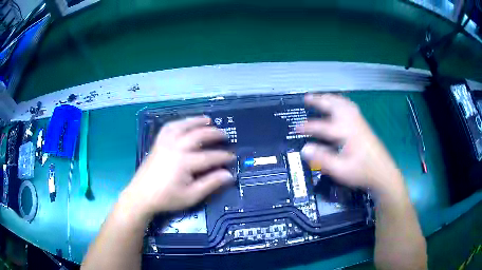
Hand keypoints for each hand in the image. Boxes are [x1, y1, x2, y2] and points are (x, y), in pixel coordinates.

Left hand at [123, 116, 234, 218]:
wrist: (141, 195)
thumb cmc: (167, 198)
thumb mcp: (191, 195)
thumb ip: (210, 183)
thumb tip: (229, 175)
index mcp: (185, 162)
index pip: (210, 156)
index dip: (223, 156)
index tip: (233, 157)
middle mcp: (176, 147)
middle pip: (198, 135)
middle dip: (214, 134)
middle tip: (225, 135)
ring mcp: (165, 142)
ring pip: (183, 126)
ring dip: (197, 121)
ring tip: (208, 120)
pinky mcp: (158, 143)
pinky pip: (169, 127)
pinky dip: (179, 122)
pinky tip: (184, 123)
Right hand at [299, 94, 404, 194]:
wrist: (383, 172)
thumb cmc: (362, 172)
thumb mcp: (340, 170)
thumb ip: (322, 159)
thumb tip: (304, 149)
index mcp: (346, 132)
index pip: (322, 126)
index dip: (307, 127)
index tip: (295, 128)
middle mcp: (352, 122)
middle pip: (334, 105)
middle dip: (319, 101)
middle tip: (307, 98)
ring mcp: (359, 122)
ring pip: (343, 103)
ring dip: (330, 98)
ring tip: (321, 97)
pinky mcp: (363, 124)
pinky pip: (350, 106)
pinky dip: (341, 101)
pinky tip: (339, 104)